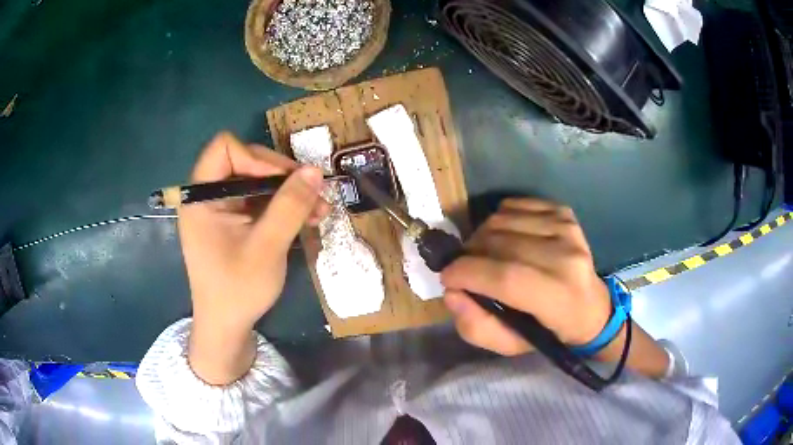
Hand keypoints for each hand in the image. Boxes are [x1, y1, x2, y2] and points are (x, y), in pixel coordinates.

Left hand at [180, 132, 328, 383]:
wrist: (227, 327)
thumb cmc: (238, 290)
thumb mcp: (267, 247)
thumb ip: (290, 206)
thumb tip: (315, 171)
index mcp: (201, 198)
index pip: (224, 149)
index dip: (256, 157)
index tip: (285, 181)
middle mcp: (209, 197)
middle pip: (246, 162)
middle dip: (281, 176)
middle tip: (313, 192)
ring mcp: (222, 210)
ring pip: (258, 182)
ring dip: (290, 192)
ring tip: (320, 209)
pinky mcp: (234, 223)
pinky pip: (260, 202)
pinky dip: (284, 207)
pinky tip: (309, 218)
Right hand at [441, 198, 611, 356]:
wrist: (589, 307)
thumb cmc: (547, 331)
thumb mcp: (509, 345)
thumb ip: (476, 326)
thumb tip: (451, 292)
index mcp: (560, 298)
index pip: (507, 278)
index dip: (468, 274)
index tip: (447, 277)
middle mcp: (567, 257)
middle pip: (500, 243)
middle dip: (469, 255)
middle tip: (465, 269)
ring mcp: (566, 229)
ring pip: (501, 220)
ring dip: (481, 238)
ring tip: (485, 255)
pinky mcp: (562, 212)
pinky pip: (513, 205)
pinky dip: (498, 219)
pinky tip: (505, 238)